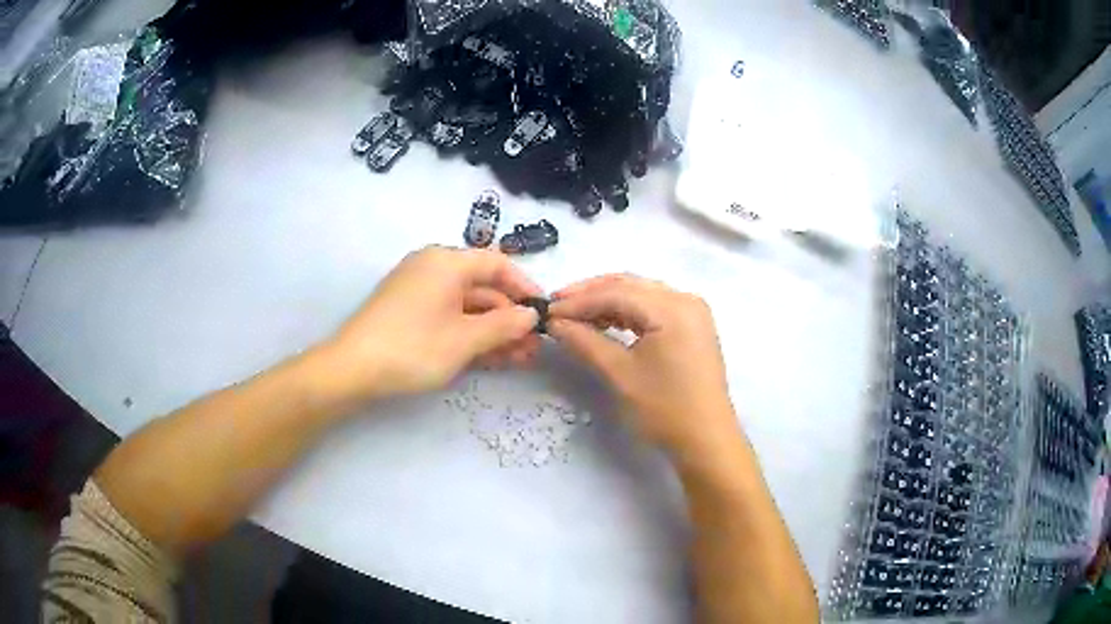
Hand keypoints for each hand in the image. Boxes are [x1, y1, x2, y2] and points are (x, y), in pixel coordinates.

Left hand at [317, 246, 541, 405]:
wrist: (353, 369)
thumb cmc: (413, 346)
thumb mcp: (465, 339)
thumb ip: (504, 325)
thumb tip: (531, 315)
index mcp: (447, 262)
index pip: (497, 264)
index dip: (525, 287)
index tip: (544, 312)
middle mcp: (434, 269)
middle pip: (483, 288)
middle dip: (510, 319)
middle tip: (533, 347)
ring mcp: (420, 292)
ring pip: (467, 307)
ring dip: (494, 332)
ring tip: (519, 359)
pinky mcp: (410, 313)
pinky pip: (449, 317)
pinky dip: (470, 335)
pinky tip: (492, 358)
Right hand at [548, 274, 739, 458]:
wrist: (706, 440)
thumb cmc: (664, 409)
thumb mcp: (620, 374)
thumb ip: (585, 341)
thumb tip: (554, 323)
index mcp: (672, 307)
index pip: (615, 292)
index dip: (578, 301)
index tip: (546, 312)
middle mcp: (685, 299)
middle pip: (629, 285)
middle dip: (590, 294)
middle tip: (556, 308)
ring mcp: (692, 311)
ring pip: (641, 294)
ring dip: (607, 301)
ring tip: (575, 317)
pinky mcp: (692, 325)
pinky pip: (653, 307)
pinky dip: (627, 312)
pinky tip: (605, 323)